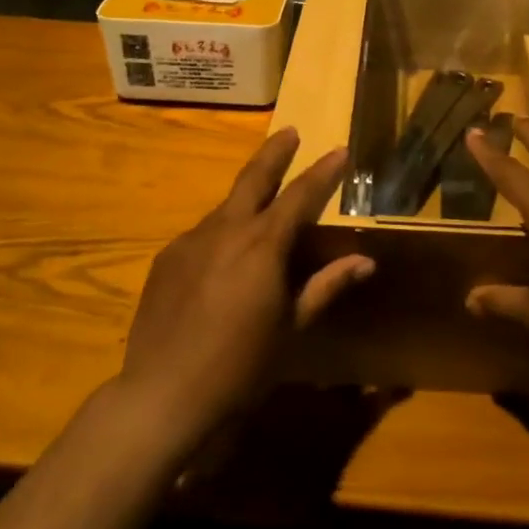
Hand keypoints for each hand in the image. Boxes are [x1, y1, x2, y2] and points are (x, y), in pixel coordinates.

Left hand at [119, 128, 372, 442]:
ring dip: (247, 202)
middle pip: (254, 177)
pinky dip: (221, 235)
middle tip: (290, 132)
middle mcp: (225, 230)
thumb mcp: (292, 327)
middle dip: (275, 153)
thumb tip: (365, 262)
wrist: (163, 395)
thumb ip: (326, 286)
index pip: (301, 195)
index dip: (323, 172)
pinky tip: (223, 262)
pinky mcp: (166, 259)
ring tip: (261, 214)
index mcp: (263, 244)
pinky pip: (202, 236)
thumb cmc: (241, 366)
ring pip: (226, 208)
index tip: (339, 150)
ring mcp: (190, 242)